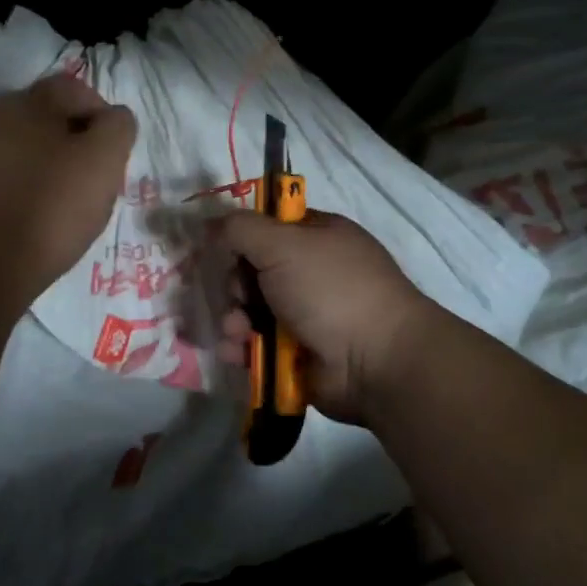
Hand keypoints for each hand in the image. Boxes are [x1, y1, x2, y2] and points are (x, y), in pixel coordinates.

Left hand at [0, 75, 136, 309]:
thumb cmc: (53, 207)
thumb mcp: (104, 161)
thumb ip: (118, 127)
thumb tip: (113, 118)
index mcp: (30, 101)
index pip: (77, 89)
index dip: (103, 118)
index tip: (113, 156)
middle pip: (48, 117)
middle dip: (74, 140)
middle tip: (92, 178)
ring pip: (25, 145)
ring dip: (47, 162)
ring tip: (63, 200)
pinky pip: (4, 173)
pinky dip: (22, 184)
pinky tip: (32, 213)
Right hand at [213, 210, 433, 425]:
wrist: (376, 361)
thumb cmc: (331, 289)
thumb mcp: (283, 244)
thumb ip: (240, 228)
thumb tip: (210, 224)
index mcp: (318, 236)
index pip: (270, 225)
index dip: (242, 234)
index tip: (219, 246)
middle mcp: (312, 272)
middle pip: (253, 269)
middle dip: (236, 284)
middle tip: (238, 294)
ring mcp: (306, 314)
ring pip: (251, 309)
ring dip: (235, 319)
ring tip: (236, 331)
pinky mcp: (297, 352)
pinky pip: (257, 344)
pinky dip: (242, 347)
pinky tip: (235, 352)